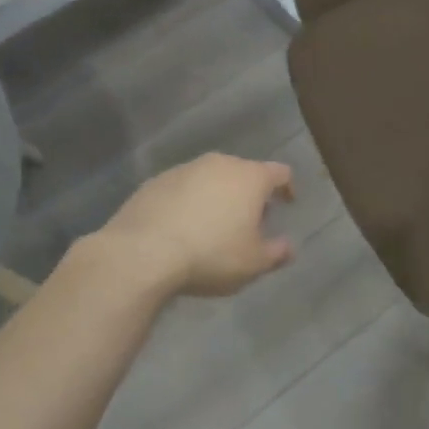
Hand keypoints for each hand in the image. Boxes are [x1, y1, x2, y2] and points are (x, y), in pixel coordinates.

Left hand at [97, 154, 295, 296]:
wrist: (141, 254)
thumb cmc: (210, 255)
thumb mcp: (253, 263)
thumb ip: (277, 252)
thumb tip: (288, 247)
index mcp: (250, 178)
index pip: (280, 173)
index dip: (287, 188)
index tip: (287, 204)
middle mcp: (219, 164)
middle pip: (244, 173)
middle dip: (250, 194)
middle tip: (249, 221)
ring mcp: (184, 170)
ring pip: (211, 179)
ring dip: (217, 196)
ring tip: (213, 226)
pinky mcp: (154, 182)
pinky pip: (182, 189)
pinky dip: (189, 203)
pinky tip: (181, 228)